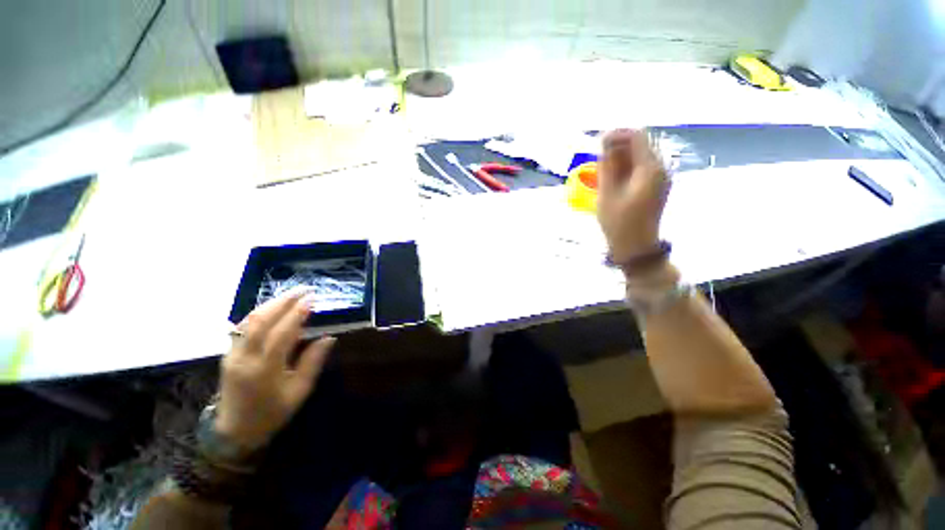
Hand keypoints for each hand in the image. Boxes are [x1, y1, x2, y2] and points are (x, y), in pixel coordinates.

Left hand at [215, 288, 336, 450]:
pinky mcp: (228, 353)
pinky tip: (273, 307)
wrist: (234, 431)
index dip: (297, 314)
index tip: (312, 299)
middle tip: (304, 289)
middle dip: (283, 301)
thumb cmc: (272, 413)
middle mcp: (245, 358)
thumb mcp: (299, 391)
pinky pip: (244, 327)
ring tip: (292, 294)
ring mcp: (232, 354)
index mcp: (265, 370)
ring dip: (271, 304)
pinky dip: (260, 313)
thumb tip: (329, 337)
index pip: (282, 333)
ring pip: (249, 320)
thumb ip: (313, 362)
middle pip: (261, 321)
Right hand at [596, 129, 670, 263]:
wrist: (636, 246)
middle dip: (619, 145)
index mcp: (650, 169)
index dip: (617, 134)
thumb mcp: (606, 194)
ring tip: (603, 168)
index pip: (637, 137)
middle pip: (641, 144)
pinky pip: (643, 167)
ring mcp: (661, 177)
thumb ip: (606, 167)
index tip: (598, 141)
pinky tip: (614, 177)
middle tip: (598, 157)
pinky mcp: (657, 185)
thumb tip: (604, 144)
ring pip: (642, 155)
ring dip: (622, 156)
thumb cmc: (618, 223)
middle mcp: (660, 168)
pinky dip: (628, 166)